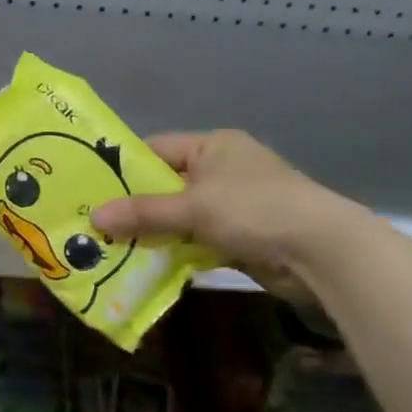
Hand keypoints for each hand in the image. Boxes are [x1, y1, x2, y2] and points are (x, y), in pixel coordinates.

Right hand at [90, 130, 370, 304]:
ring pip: (180, 217)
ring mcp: (233, 205)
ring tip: (110, 247)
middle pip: (167, 185)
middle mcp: (222, 170)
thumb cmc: (254, 210)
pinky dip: (175, 251)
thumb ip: (144, 212)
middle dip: (135, 207)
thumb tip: (94, 216)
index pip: (158, 149)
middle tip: (94, 224)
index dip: (125, 168)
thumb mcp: (194, 207)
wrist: (320, 251)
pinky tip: (145, 264)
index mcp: (214, 146)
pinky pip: (196, 240)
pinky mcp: (240, 237)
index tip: (91, 188)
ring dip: (154, 233)